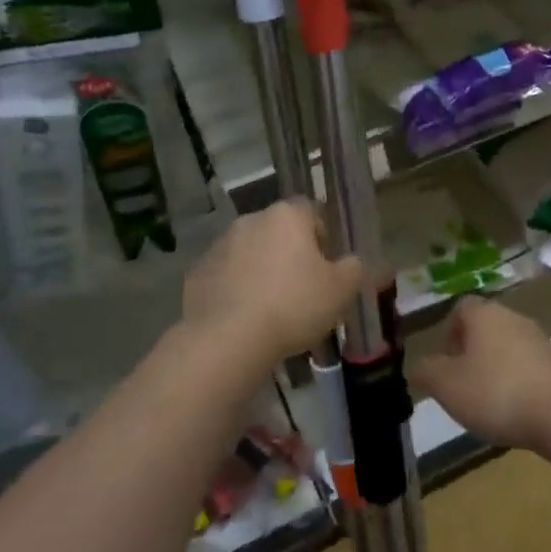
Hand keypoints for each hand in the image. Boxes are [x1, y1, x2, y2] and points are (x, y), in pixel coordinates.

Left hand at [182, 200, 363, 369]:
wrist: (228, 339)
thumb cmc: (293, 305)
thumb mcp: (341, 290)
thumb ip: (354, 269)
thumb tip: (352, 262)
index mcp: (287, 216)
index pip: (311, 212)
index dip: (322, 238)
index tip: (326, 267)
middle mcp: (250, 221)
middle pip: (278, 232)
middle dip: (289, 255)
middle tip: (302, 290)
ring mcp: (219, 246)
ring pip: (249, 254)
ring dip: (261, 271)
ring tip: (271, 309)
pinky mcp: (197, 275)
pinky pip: (225, 278)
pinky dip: (235, 291)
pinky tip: (244, 319)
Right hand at [409, 297, 550, 451]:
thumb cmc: (496, 392)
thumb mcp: (447, 386)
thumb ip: (427, 372)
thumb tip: (419, 366)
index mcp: (484, 314)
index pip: (460, 308)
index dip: (448, 332)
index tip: (445, 362)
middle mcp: (513, 317)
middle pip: (485, 327)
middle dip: (470, 353)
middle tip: (461, 384)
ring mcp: (539, 339)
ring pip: (506, 347)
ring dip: (494, 368)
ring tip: (486, 402)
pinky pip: (527, 366)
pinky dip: (516, 382)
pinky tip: (514, 409)